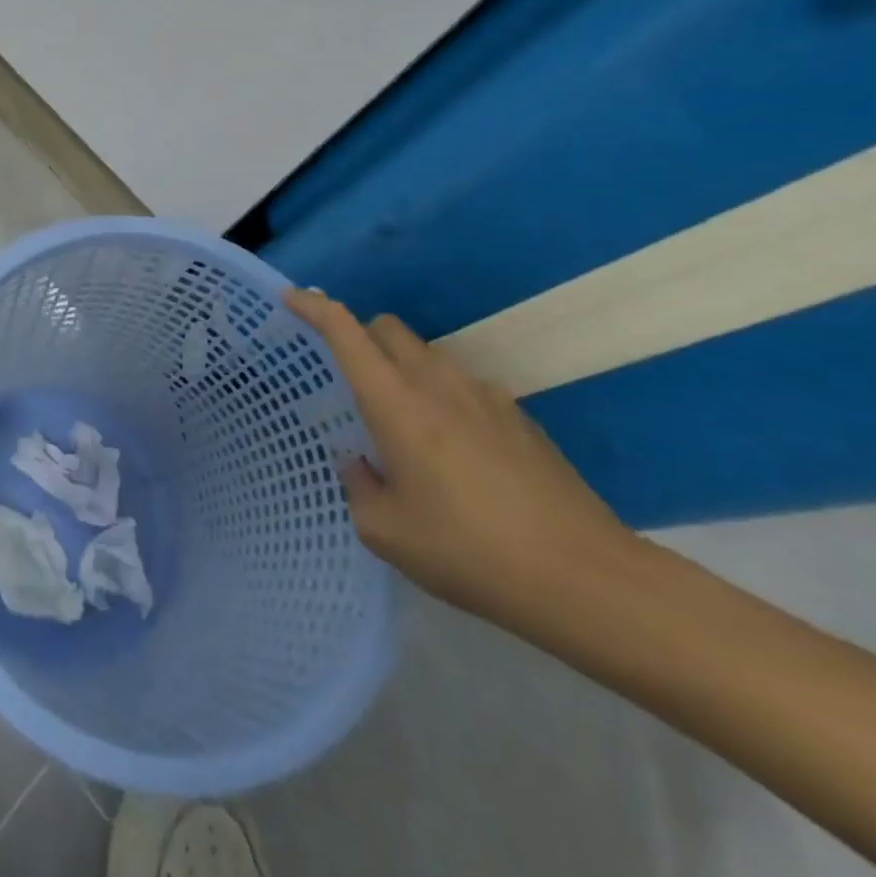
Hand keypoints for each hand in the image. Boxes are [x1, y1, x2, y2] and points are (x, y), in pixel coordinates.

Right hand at [286, 289, 638, 634]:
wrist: (585, 578)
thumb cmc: (469, 551)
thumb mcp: (387, 532)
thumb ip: (358, 485)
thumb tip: (358, 461)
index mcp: (395, 401)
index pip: (344, 331)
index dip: (313, 306)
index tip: (290, 298)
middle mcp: (436, 382)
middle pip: (387, 328)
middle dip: (360, 337)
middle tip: (349, 379)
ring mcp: (484, 395)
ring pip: (427, 356)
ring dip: (403, 370)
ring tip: (404, 427)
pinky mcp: (519, 417)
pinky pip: (463, 387)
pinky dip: (442, 399)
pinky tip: (455, 455)